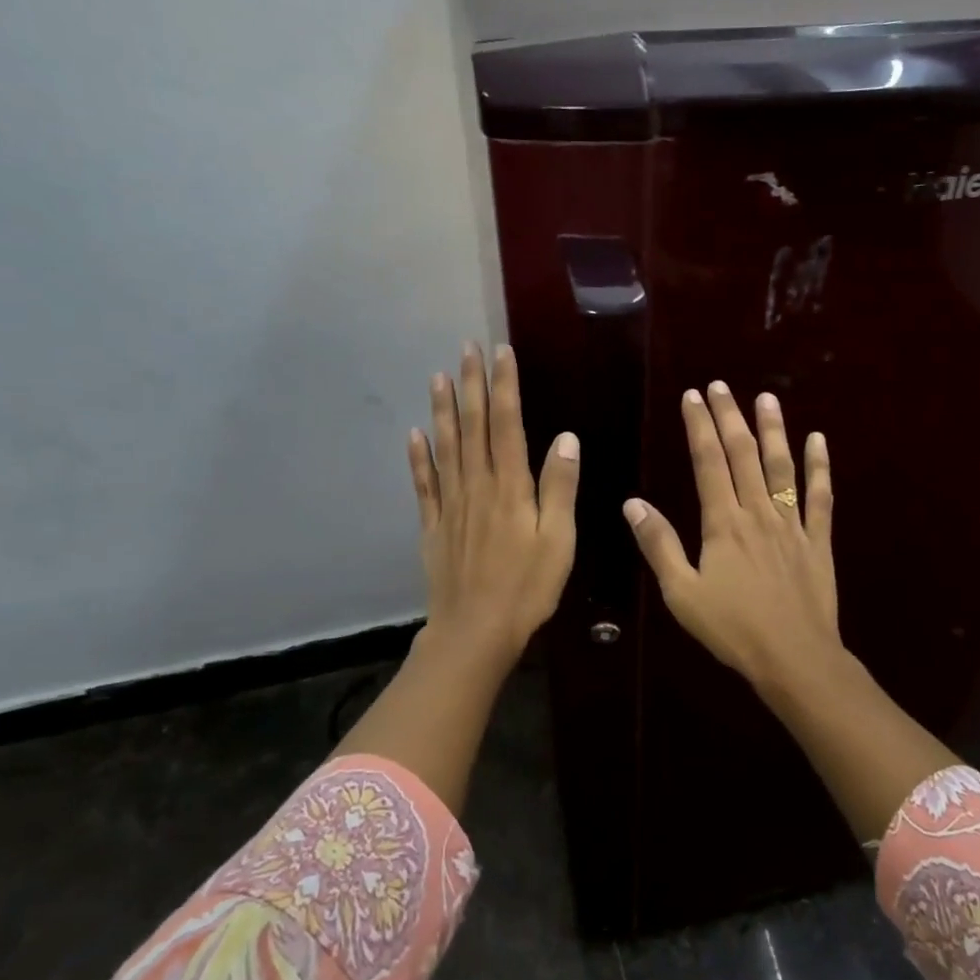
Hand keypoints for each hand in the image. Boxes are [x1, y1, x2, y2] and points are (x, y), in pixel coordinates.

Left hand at [408, 343, 578, 673]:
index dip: (504, 387)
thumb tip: (566, 437)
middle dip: (471, 385)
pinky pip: (424, 484)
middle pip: (473, 427)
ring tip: (438, 377)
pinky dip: (418, 458)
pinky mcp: (434, 527)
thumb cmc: (527, 587)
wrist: (475, 631)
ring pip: (446, 448)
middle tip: (465, 348)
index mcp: (510, 488)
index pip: (507, 425)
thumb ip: (560, 488)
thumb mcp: (559, 540)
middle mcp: (477, 487)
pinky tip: (414, 435)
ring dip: (443, 410)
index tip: (500, 352)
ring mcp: (451, 505)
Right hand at [623, 382, 839, 695]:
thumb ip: (658, 545)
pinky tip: (818, 440)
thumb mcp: (681, 593)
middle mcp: (758, 513)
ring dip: (774, 430)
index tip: (693, 396)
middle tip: (722, 385)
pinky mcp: (818, 541)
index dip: (700, 427)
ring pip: (782, 467)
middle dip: (730, 417)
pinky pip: (821, 497)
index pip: (709, 462)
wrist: (794, 657)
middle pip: (744, 455)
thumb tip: (632, 503)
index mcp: (723, 523)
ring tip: (767, 397)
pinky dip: (820, 467)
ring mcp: (792, 525)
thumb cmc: (732, 629)